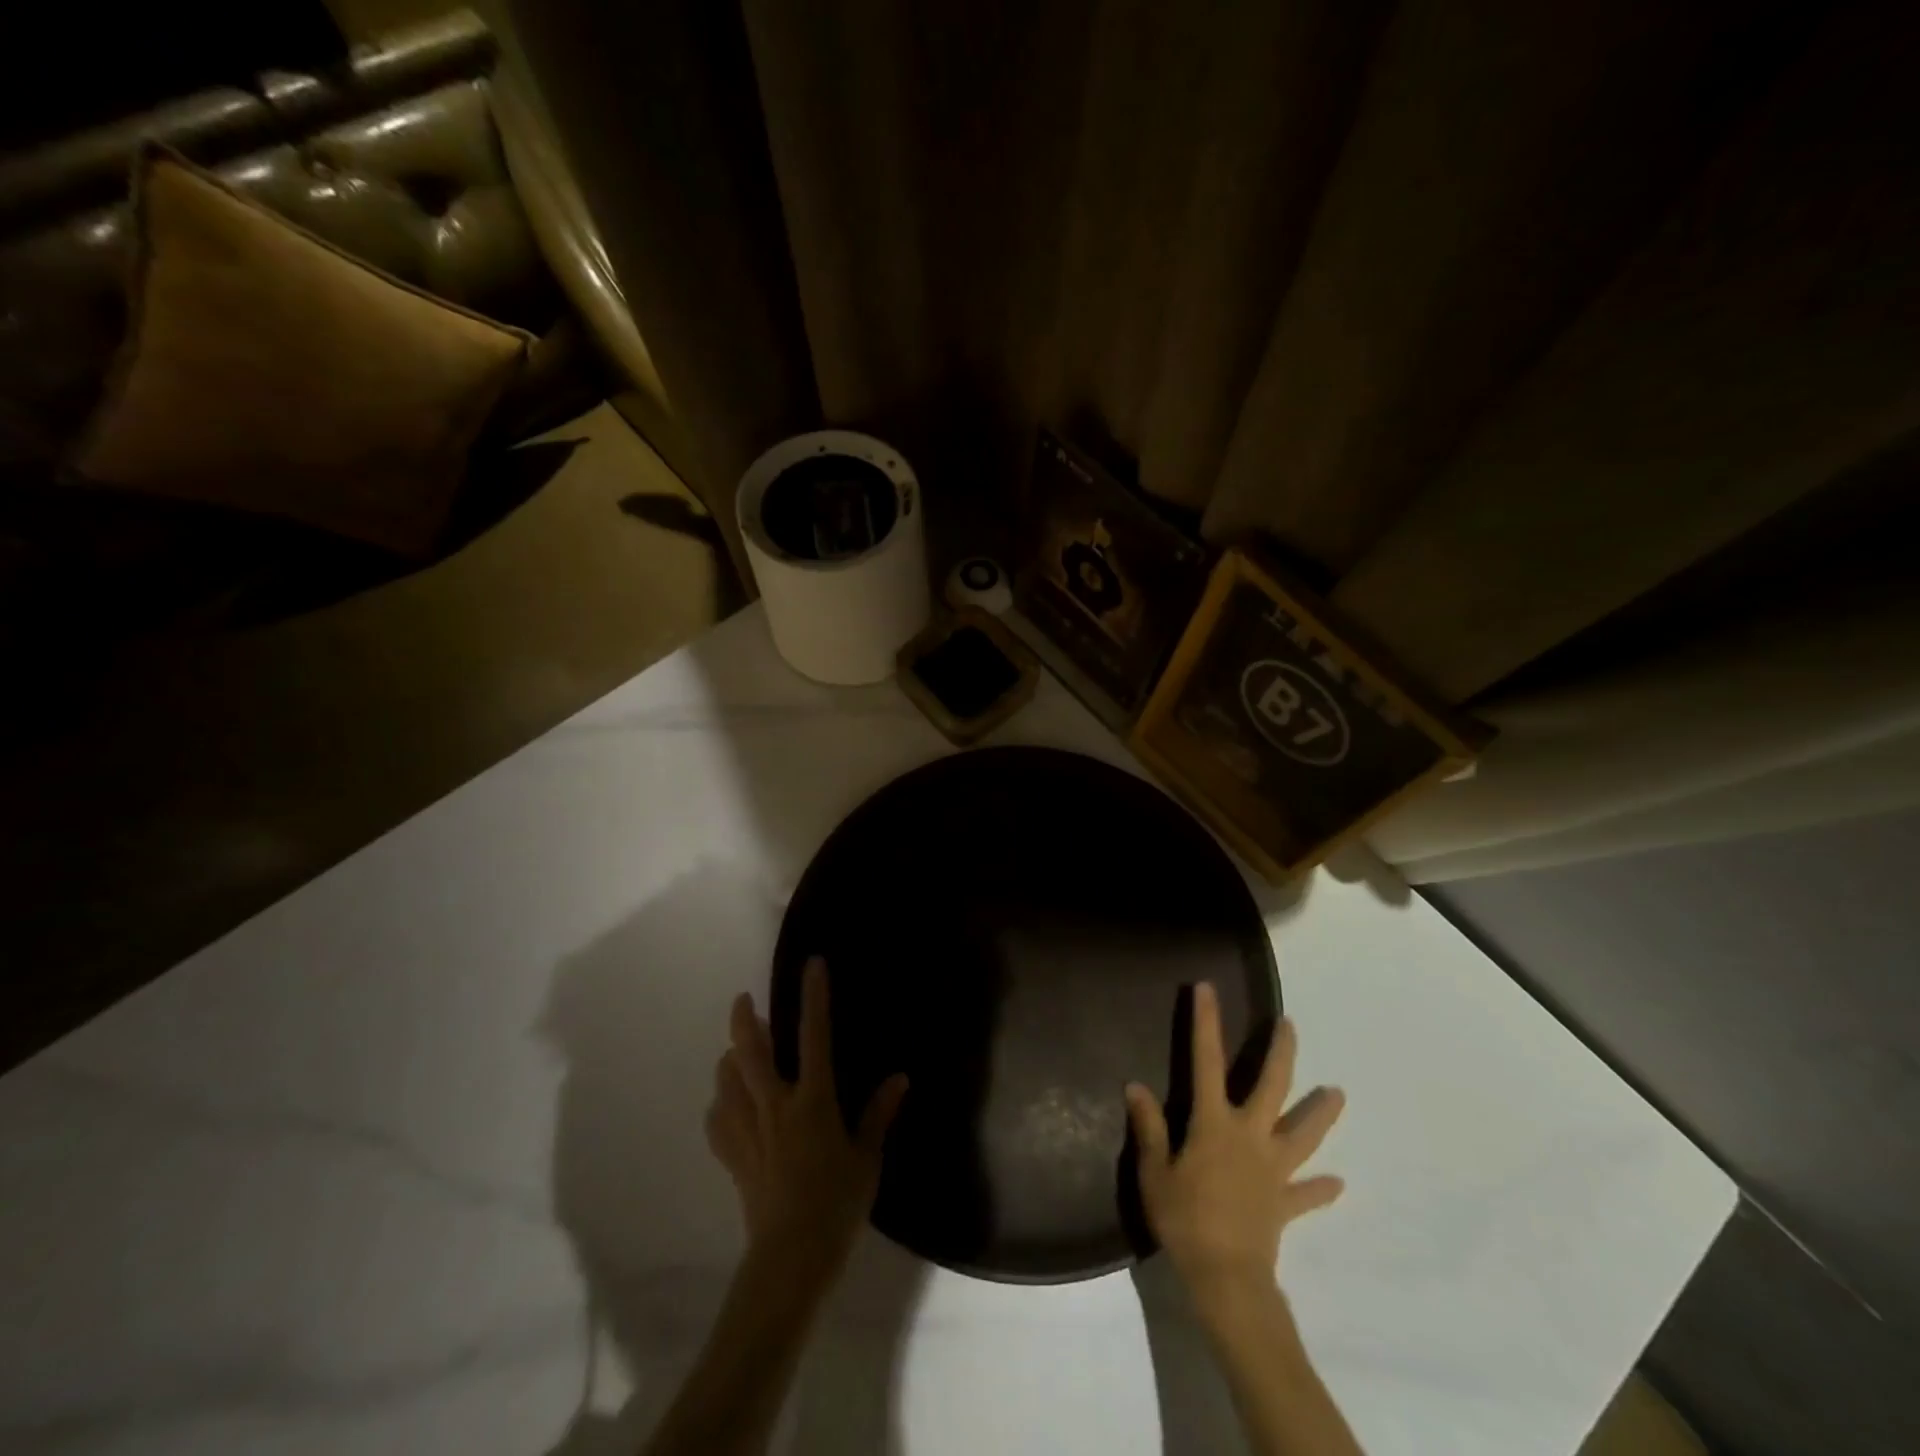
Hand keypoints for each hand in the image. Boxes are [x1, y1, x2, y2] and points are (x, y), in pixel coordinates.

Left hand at [706, 956, 907, 1272]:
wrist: (791, 1258)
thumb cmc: (837, 1204)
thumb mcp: (867, 1159)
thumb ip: (879, 1114)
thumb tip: (900, 1078)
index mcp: (813, 1101)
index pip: (814, 1036)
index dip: (814, 997)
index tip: (812, 965)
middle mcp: (776, 1106)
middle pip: (751, 1052)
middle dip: (746, 1020)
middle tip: (744, 1000)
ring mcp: (749, 1132)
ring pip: (727, 1081)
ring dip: (730, 1060)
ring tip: (736, 1053)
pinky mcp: (732, 1157)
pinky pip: (717, 1121)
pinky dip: (720, 1105)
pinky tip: (726, 1105)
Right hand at [1126, 984, 1344, 1303]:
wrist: (1226, 1279)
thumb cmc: (1184, 1219)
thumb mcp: (1154, 1172)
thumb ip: (1149, 1128)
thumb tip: (1135, 1086)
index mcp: (1214, 1123)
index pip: (1207, 1061)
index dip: (1206, 1023)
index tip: (1207, 989)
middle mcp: (1250, 1136)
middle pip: (1272, 1086)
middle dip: (1280, 1052)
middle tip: (1289, 1024)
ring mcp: (1273, 1169)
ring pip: (1302, 1134)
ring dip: (1320, 1113)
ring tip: (1338, 1094)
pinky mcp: (1285, 1202)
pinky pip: (1307, 1194)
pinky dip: (1320, 1188)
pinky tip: (1337, 1184)